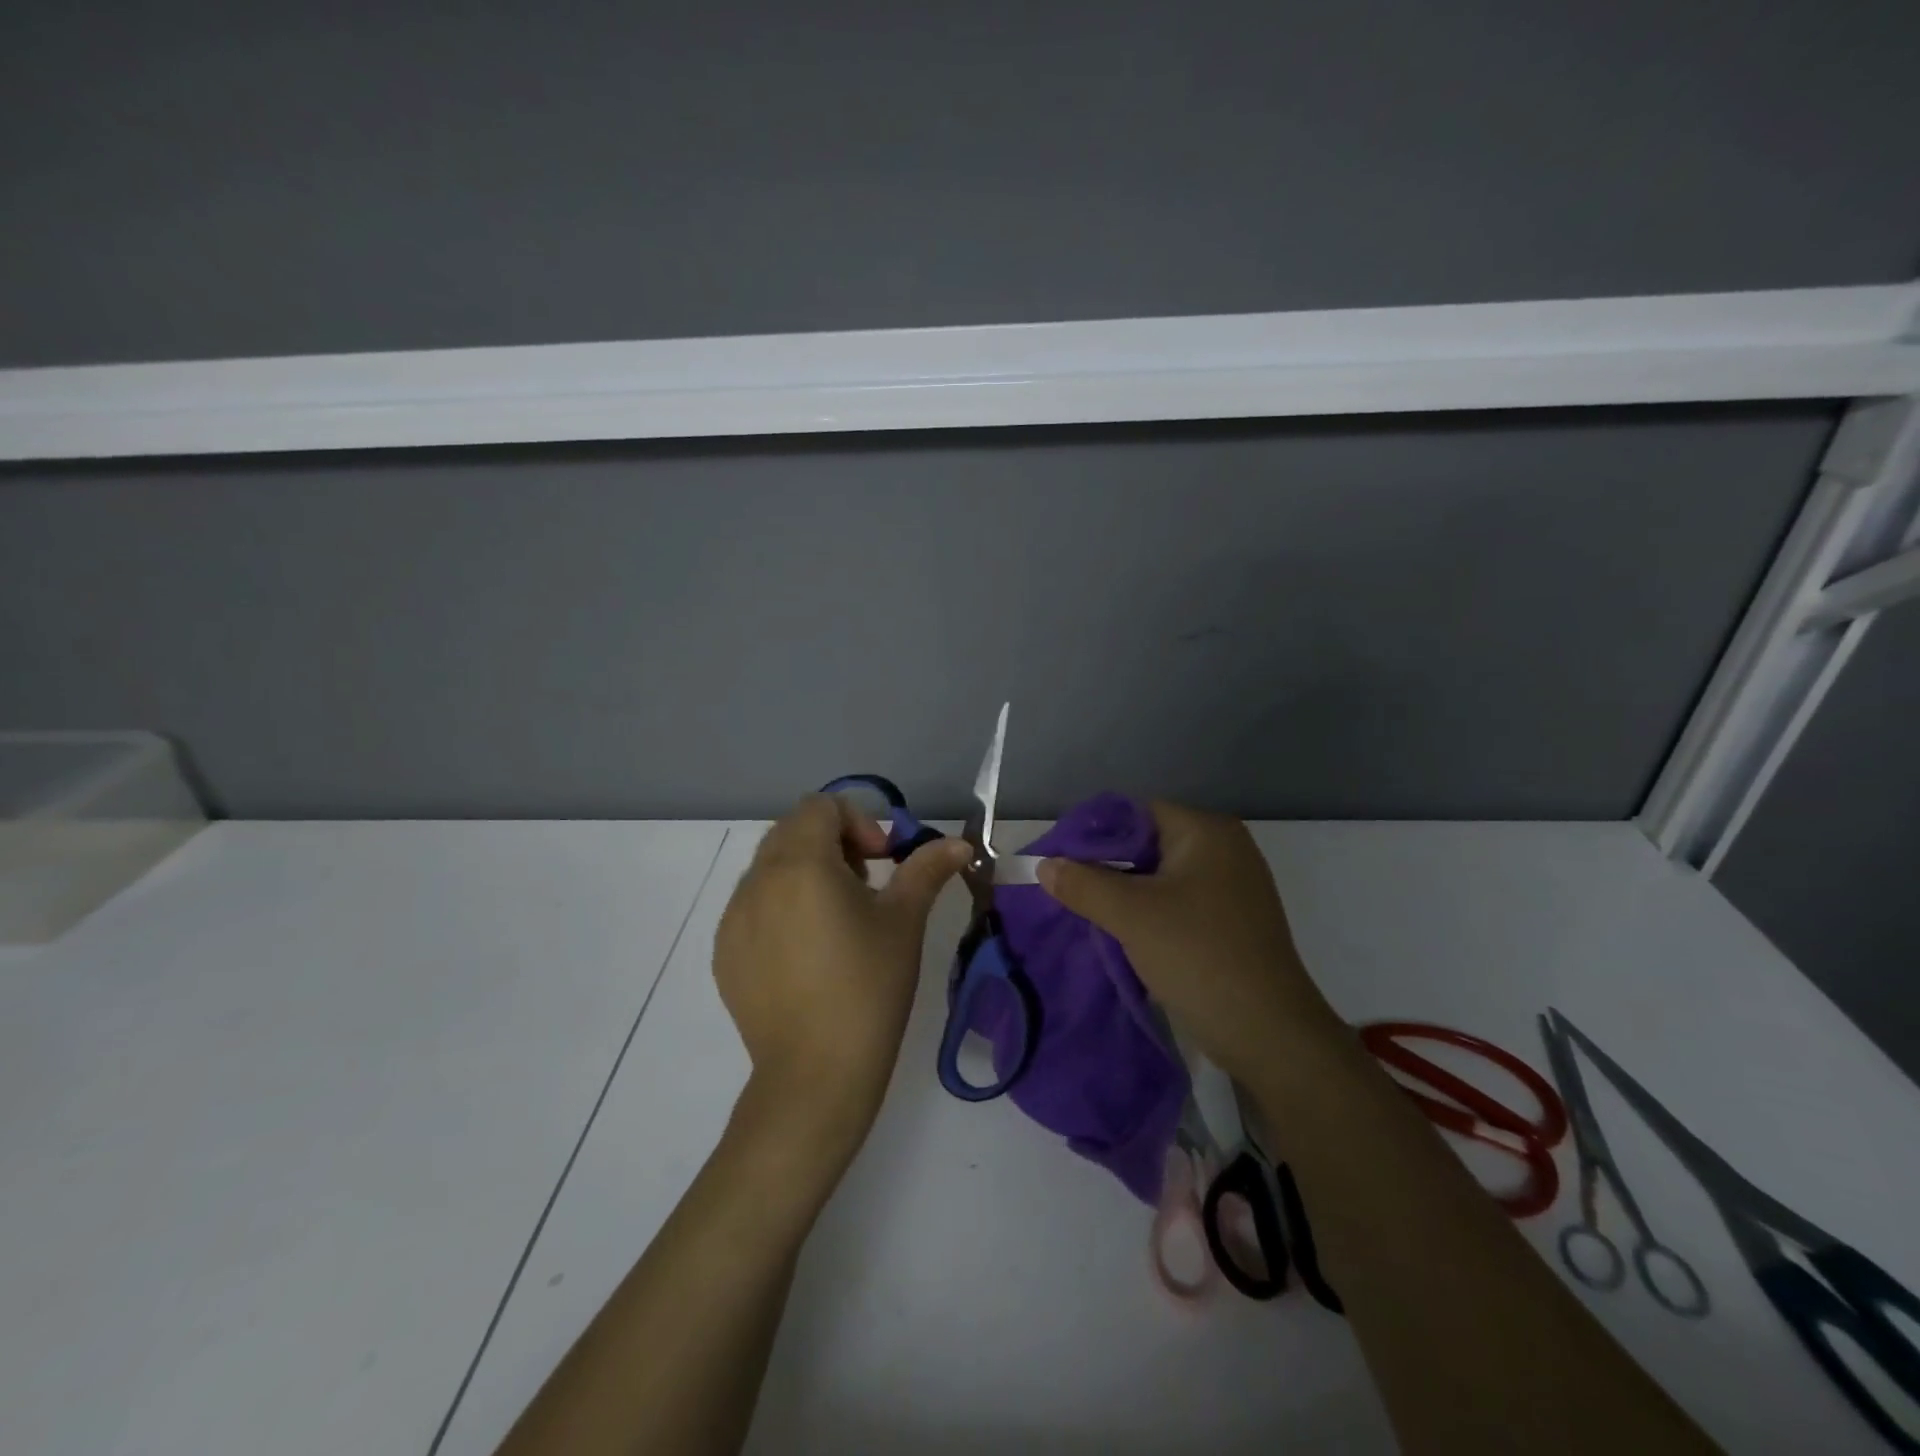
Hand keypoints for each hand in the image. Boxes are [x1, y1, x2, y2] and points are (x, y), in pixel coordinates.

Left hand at [714, 795, 969, 1154]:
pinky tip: (807, 952)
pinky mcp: (724, 952)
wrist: (815, 1075)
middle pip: (793, 830)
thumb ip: (927, 869)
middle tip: (865, 885)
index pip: (821, 806)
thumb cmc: (868, 987)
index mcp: (800, 864)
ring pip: (770, 867)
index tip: (882, 862)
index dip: (858, 822)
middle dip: (833, 843)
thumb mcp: (904, 921)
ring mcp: (733, 918)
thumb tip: (958, 842)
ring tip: (836, 920)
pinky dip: (781, 906)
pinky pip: (752, 905)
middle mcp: (756, 881)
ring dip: (805, 873)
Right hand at [1038, 801, 1339, 1082]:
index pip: (1136, 814)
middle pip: (1148, 844)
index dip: (1093, 834)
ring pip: (1161, 878)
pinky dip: (1149, 914)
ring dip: (1125, 895)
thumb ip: (1082, 884)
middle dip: (1106, 867)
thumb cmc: (1198, 956)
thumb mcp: (1130, 915)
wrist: (1268, 1033)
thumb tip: (1044, 865)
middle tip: (1067, 890)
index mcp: (1207, 832)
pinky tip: (1122, 935)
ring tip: (1087, 914)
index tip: (1059, 861)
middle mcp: (1225, 850)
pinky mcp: (1232, 923)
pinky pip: (1178, 904)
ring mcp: (1232, 888)